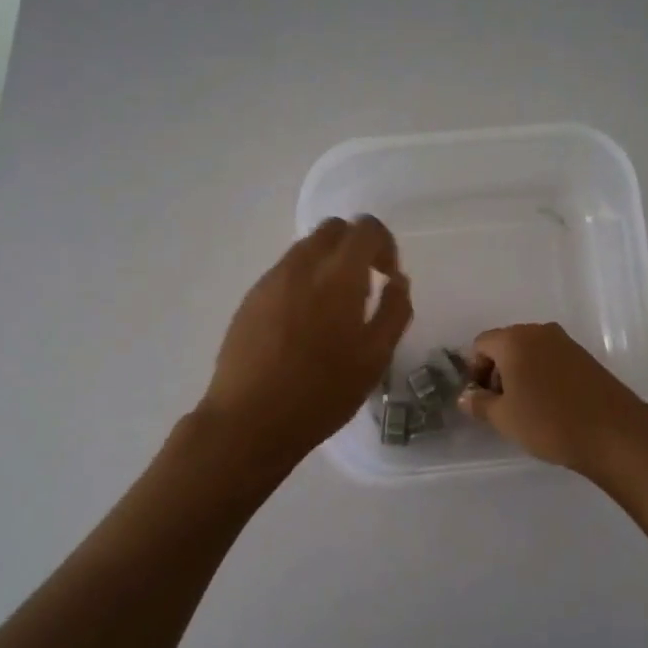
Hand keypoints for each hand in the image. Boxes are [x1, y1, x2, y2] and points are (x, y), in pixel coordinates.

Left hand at [200, 216, 412, 459]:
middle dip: (356, 247)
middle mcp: (301, 265)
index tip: (387, 278)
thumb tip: (398, 280)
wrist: (250, 419)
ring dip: (328, 264)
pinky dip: (304, 281)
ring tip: (334, 311)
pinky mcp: (250, 298)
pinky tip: (304, 326)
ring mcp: (270, 280)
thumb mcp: (375, 358)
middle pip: (333, 229)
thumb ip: (395, 311)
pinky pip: (285, 272)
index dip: (385, 245)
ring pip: (306, 249)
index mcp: (338, 275)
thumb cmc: (322, 392)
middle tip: (365, 288)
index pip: (366, 228)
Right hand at [458, 322, 647, 475]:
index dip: (475, 371)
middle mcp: (540, 332)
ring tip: (526, 408)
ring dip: (520, 374)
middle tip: (500, 406)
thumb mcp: (504, 418)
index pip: (481, 345)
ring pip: (530, 352)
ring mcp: (566, 343)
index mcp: (515, 340)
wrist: (613, 432)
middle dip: (497, 372)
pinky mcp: (585, 357)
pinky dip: (542, 376)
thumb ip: (479, 403)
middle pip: (506, 345)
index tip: (481, 399)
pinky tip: (549, 405)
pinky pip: (551, 360)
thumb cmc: (548, 422)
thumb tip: (465, 396)